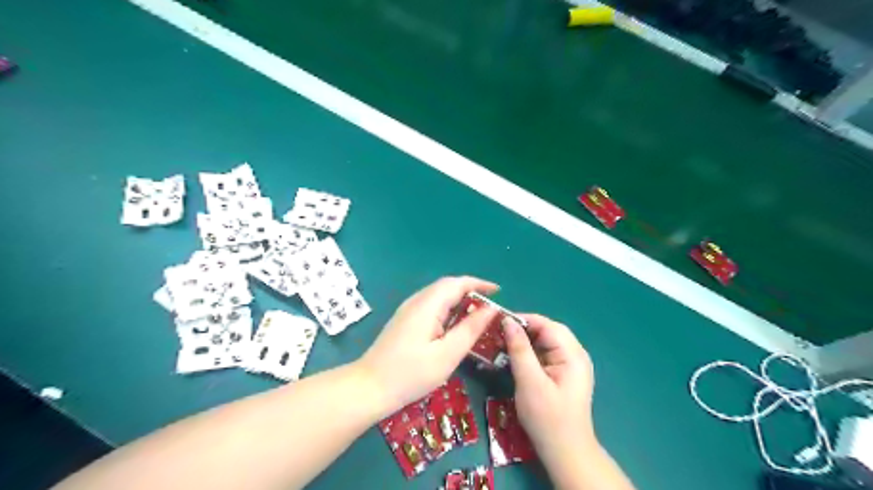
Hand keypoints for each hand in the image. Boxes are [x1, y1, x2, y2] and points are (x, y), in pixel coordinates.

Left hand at [359, 278, 497, 410]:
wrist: (368, 387)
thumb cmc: (410, 374)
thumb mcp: (447, 354)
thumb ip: (470, 329)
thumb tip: (490, 309)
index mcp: (427, 305)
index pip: (457, 283)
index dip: (479, 284)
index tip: (498, 292)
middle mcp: (416, 301)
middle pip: (447, 286)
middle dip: (471, 291)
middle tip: (490, 307)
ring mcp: (408, 310)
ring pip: (438, 296)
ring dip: (459, 300)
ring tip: (477, 316)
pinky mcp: (404, 320)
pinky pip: (431, 306)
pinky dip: (448, 309)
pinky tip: (454, 326)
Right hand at [501, 314, 596, 470]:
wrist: (565, 453)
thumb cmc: (547, 418)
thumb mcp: (530, 381)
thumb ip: (519, 349)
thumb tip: (507, 322)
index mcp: (573, 354)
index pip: (547, 325)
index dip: (523, 319)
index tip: (498, 321)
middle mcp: (575, 354)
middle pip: (547, 331)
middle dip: (522, 329)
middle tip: (498, 332)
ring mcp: (570, 365)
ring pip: (545, 342)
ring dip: (524, 341)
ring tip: (501, 342)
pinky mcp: (563, 374)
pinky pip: (545, 354)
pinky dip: (528, 353)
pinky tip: (513, 357)